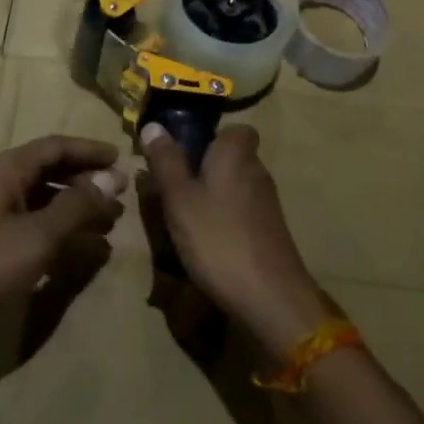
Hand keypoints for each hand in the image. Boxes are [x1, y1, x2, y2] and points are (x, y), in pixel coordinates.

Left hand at [0, 136, 126, 358]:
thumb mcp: (36, 235)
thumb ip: (76, 207)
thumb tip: (111, 179)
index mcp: (9, 170)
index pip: (56, 147)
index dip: (89, 150)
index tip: (121, 159)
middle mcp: (2, 184)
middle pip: (51, 171)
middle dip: (87, 180)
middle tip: (122, 194)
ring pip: (45, 200)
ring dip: (77, 208)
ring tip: (110, 222)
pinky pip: (35, 225)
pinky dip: (60, 232)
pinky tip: (80, 249)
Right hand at [140, 122, 332, 355]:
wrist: (270, 297)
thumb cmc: (218, 238)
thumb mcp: (179, 198)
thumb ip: (166, 161)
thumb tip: (153, 125)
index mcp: (236, 153)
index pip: (236, 129)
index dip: (212, 137)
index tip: (186, 152)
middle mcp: (257, 171)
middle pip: (232, 159)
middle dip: (206, 169)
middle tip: (174, 189)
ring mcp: (268, 204)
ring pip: (236, 187)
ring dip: (214, 198)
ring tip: (185, 219)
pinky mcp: (270, 233)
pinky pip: (243, 214)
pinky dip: (225, 222)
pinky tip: (207, 245)